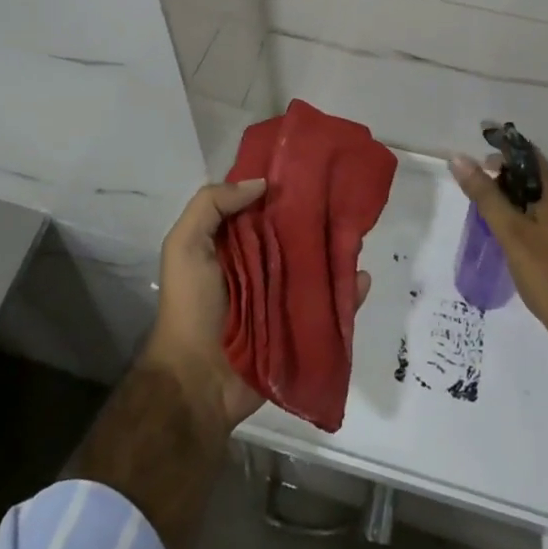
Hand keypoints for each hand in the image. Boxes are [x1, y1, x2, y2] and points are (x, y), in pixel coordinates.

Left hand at [144, 176, 375, 434]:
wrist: (197, 381)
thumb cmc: (190, 306)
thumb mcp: (185, 244)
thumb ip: (211, 205)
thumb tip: (261, 183)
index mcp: (232, 243)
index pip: (261, 207)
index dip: (280, 187)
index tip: (308, 166)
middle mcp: (260, 265)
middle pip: (293, 234)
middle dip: (316, 216)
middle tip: (344, 196)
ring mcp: (283, 297)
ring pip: (315, 266)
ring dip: (336, 251)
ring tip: (358, 233)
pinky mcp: (301, 327)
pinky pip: (330, 306)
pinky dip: (348, 293)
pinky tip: (362, 277)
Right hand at [450, 148, 547, 352]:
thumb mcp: (511, 233)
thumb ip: (485, 196)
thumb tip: (460, 159)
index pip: (529, 155)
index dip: (503, 152)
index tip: (478, 162)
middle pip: (536, 177)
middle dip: (506, 178)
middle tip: (479, 192)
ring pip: (544, 201)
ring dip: (517, 200)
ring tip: (491, 215)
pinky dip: (530, 219)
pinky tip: (516, 239)